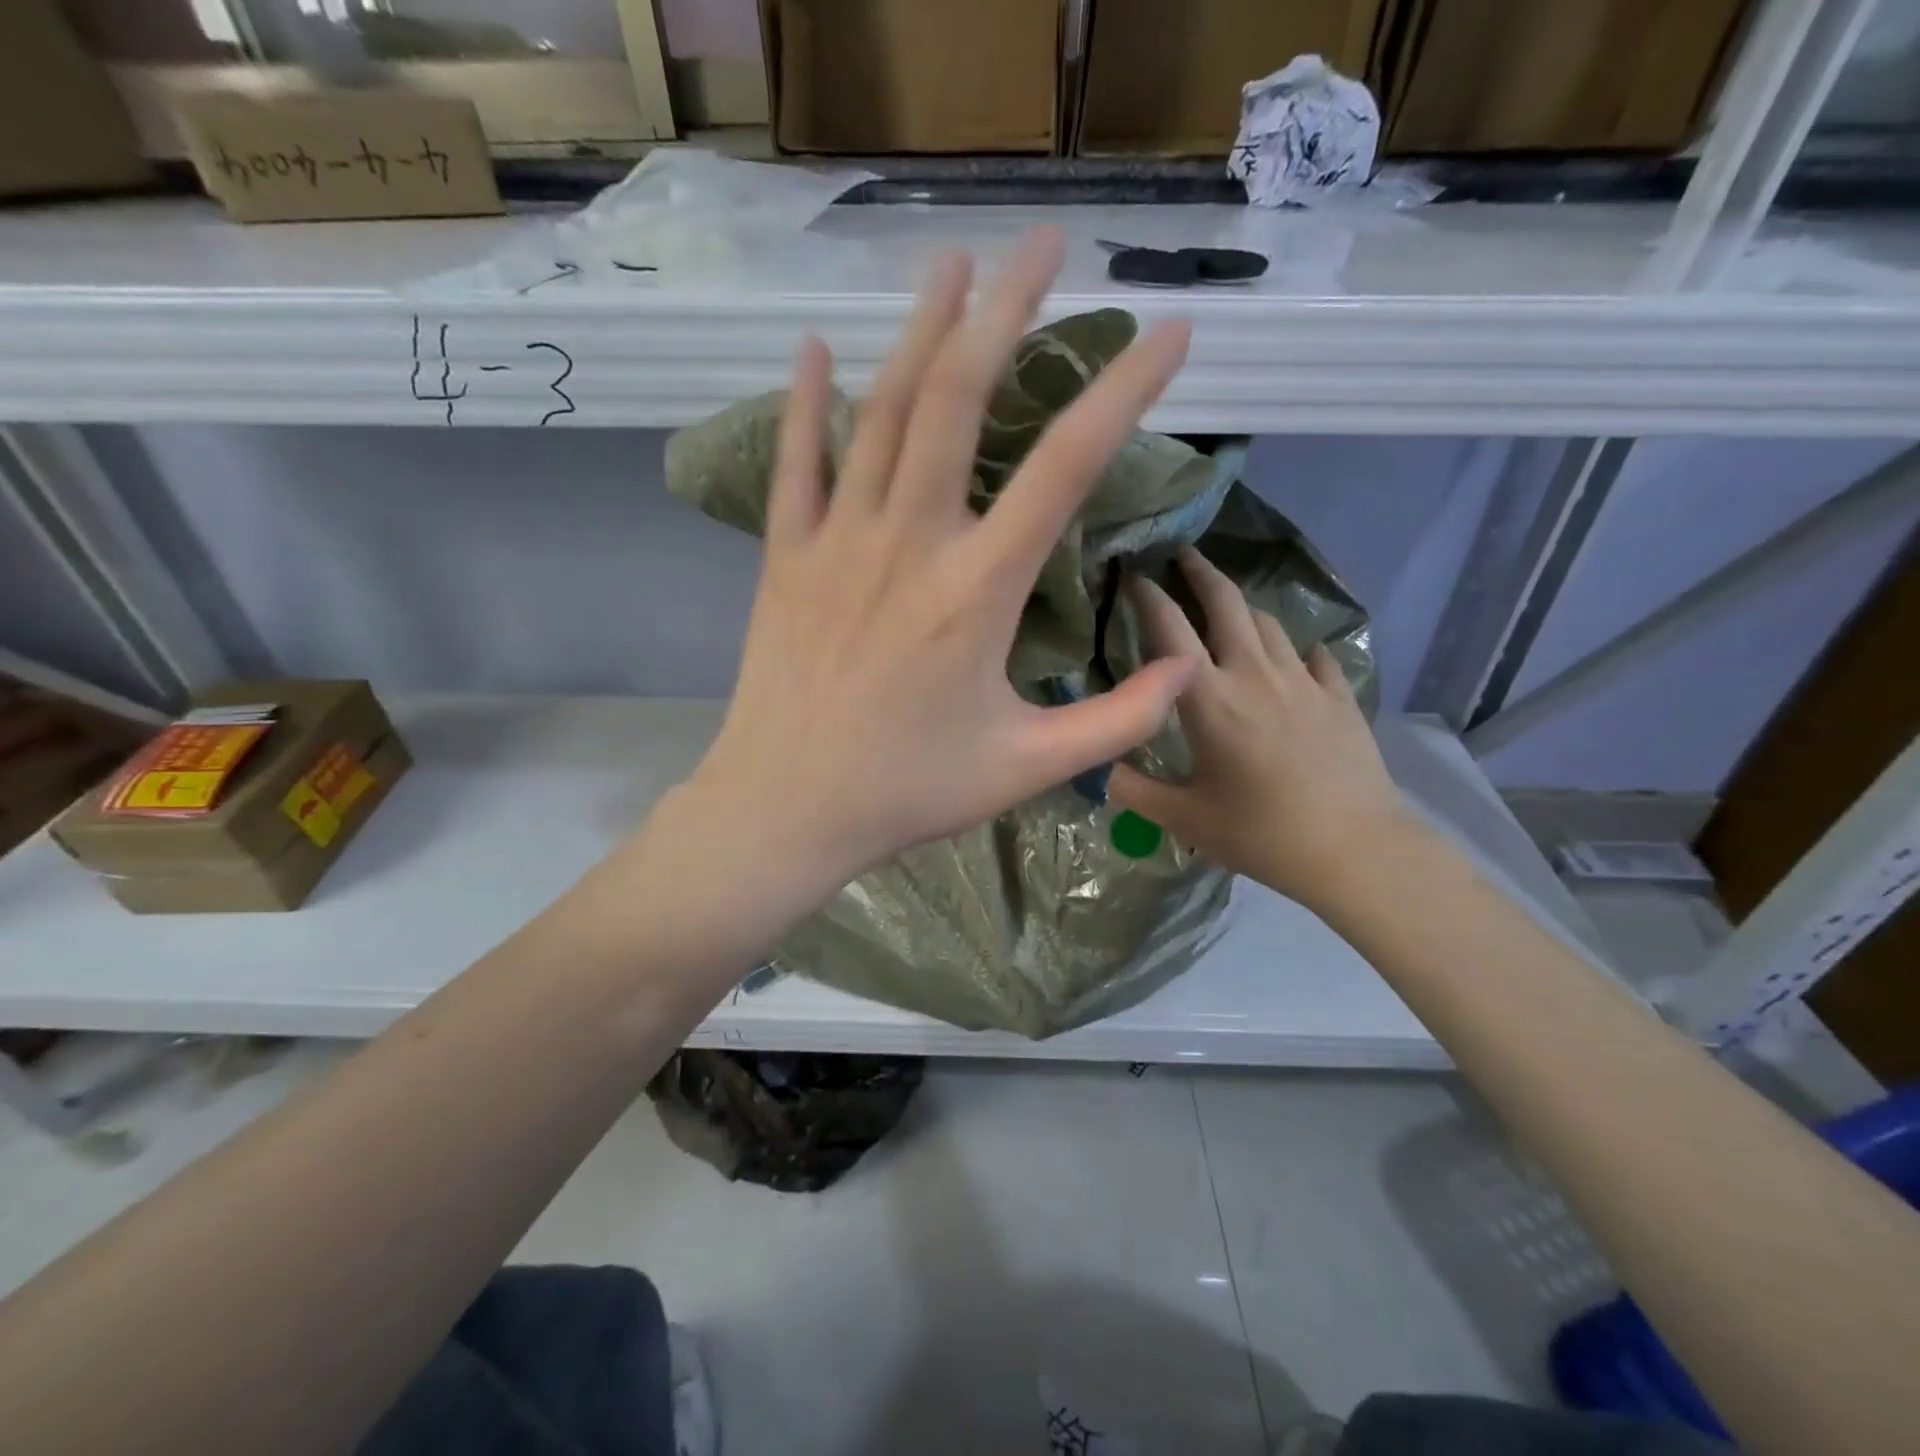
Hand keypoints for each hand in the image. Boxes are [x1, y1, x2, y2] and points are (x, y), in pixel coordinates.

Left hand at [690, 229, 1198, 894]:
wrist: (787, 807)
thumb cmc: (909, 791)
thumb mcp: (1030, 767)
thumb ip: (1118, 720)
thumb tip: (1189, 669)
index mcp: (978, 591)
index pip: (1066, 467)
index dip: (1123, 391)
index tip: (1168, 335)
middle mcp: (909, 543)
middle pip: (959, 397)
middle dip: (1007, 310)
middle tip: (1044, 245)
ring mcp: (837, 542)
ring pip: (881, 411)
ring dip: (921, 329)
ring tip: (954, 265)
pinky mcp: (785, 557)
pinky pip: (797, 462)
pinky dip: (807, 401)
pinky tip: (818, 348)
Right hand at [1109, 547, 1414, 911]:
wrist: (1355, 849)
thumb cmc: (1260, 832)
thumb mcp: (1184, 818)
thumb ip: (1133, 789)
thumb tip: (1095, 768)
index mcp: (1209, 699)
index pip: (1170, 629)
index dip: (1148, 595)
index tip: (1133, 573)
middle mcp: (1254, 675)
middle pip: (1227, 604)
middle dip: (1202, 572)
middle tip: (1184, 555)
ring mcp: (1302, 682)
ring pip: (1269, 623)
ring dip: (1243, 608)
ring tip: (1228, 608)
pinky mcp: (1338, 697)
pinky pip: (1315, 657)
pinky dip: (1296, 649)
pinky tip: (1295, 657)